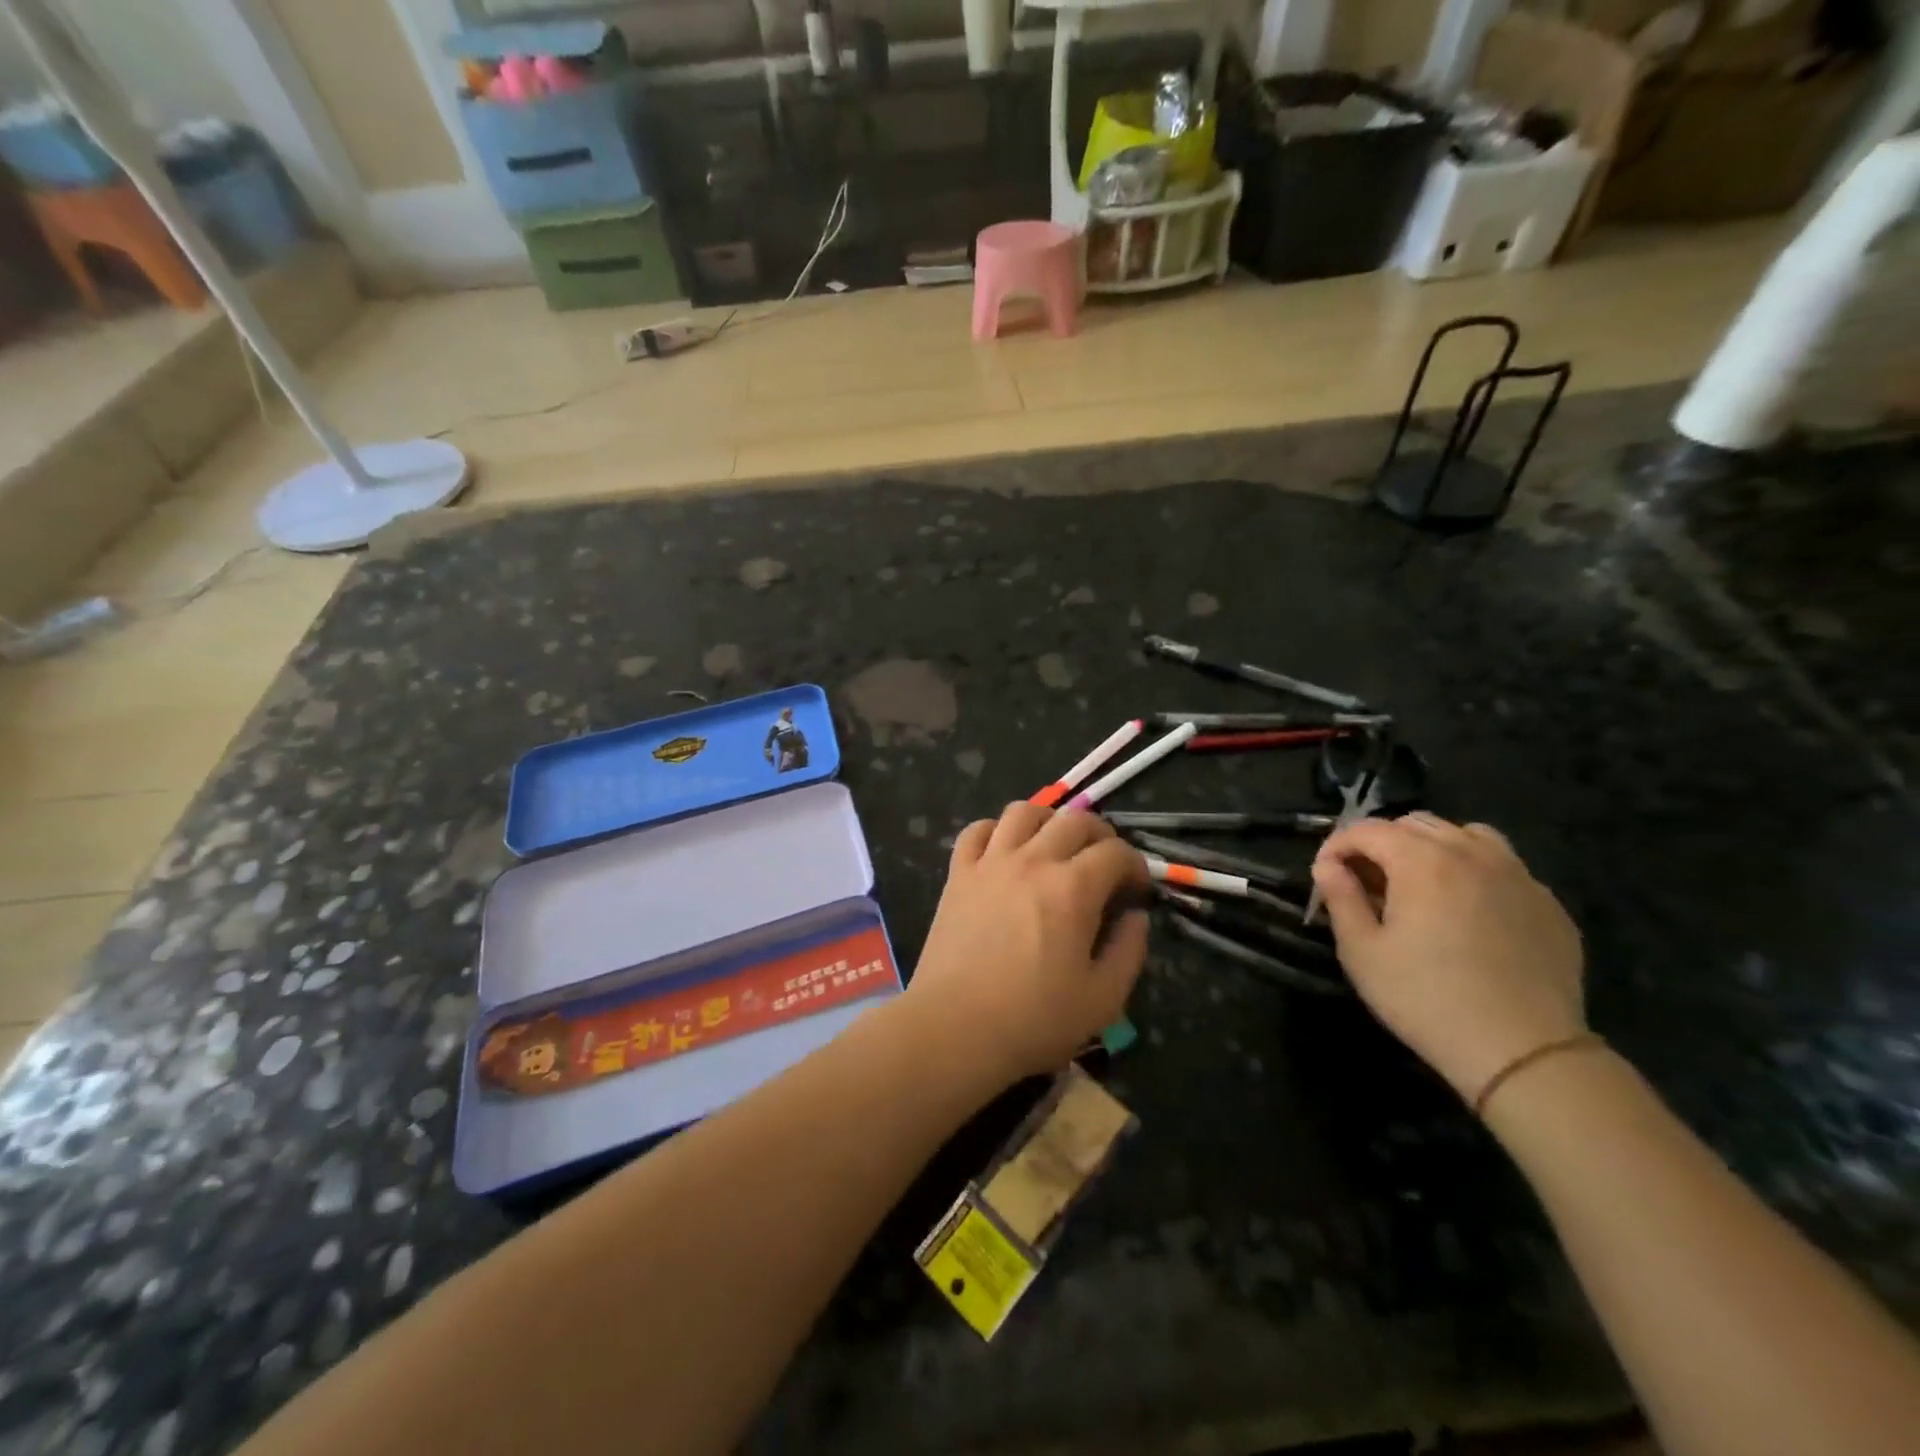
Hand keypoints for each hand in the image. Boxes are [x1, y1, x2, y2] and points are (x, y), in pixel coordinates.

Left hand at [904, 803, 1150, 1086]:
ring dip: (1048, 820)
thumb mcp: (1103, 998)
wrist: (955, 1028)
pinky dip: (995, 830)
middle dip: (1099, 835)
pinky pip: (975, 830)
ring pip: (1023, 811)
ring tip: (1054, 844)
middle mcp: (1033, 861)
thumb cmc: (1034, 1020)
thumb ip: (1129, 950)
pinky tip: (1004, 850)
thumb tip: (1136, 916)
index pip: (1115, 852)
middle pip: (1074, 819)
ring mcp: (990, 863)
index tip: (1137, 888)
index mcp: (1073, 889)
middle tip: (1104, 862)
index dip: (1135, 865)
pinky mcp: (958, 874)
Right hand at [1310, 814, 1585, 1103]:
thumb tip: (1328, 866)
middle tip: (1368, 881)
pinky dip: (1474, 871)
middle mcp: (1471, 854)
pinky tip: (1468, 911)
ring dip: (1432, 848)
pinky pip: (1503, 866)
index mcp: (1422, 861)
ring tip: (1420, 884)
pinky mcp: (1547, 903)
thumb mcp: (1362, 952)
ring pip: (1466, 835)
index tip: (1326, 874)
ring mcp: (1518, 875)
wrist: (1522, 1051)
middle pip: (1415, 824)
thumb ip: (1341, 898)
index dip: (1337, 845)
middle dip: (1382, 843)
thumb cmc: (1426, 999)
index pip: (1367, 829)